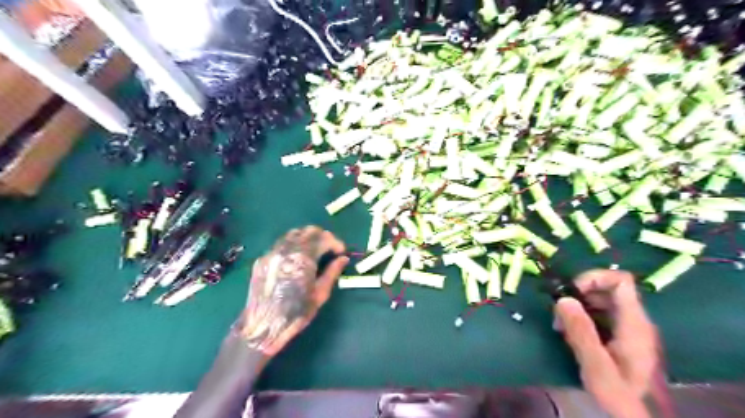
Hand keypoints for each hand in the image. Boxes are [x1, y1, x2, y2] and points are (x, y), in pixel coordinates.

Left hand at [234, 228, 348, 356]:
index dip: (336, 242)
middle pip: (309, 231)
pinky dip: (293, 244)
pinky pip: (281, 243)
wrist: (262, 327)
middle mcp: (287, 250)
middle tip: (329, 249)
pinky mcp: (263, 258)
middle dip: (323, 237)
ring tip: (314, 251)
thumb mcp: (320, 294)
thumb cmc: (296, 313)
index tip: (341, 252)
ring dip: (307, 238)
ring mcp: (272, 253)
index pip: (324, 238)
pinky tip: (297, 258)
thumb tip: (343, 258)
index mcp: (303, 259)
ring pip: (294, 234)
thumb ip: (332, 272)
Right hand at [555, 270, 658, 415]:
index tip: (571, 292)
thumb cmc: (618, 395)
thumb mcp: (596, 366)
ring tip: (561, 327)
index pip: (620, 281)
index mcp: (634, 324)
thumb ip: (581, 332)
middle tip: (559, 315)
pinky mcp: (619, 336)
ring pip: (600, 301)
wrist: (633, 417)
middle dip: (578, 295)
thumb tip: (564, 299)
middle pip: (607, 289)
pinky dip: (581, 317)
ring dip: (577, 307)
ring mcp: (627, 328)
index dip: (594, 278)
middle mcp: (634, 321)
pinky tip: (570, 334)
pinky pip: (599, 314)